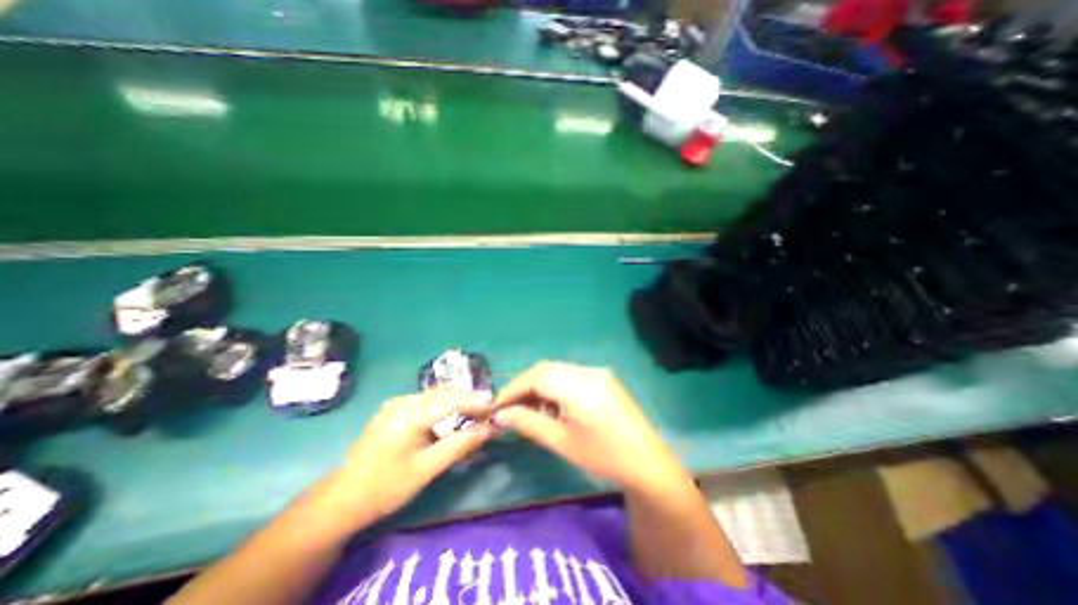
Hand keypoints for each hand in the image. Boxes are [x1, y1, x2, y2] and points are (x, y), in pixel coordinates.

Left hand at [317, 390, 490, 521]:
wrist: (340, 500)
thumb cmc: (386, 486)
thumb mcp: (427, 468)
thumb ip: (460, 444)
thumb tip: (489, 429)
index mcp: (411, 412)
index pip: (453, 400)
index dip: (476, 403)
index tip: (495, 409)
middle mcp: (404, 400)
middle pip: (444, 394)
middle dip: (467, 402)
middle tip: (486, 415)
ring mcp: (396, 403)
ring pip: (435, 397)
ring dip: (454, 404)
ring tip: (471, 418)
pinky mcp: (392, 410)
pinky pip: (424, 402)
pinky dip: (441, 409)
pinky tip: (446, 422)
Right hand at [492, 358, 685, 490]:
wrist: (646, 461)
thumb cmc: (602, 456)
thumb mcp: (561, 442)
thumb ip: (529, 423)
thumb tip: (502, 414)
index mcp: (579, 387)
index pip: (537, 376)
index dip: (514, 388)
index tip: (498, 405)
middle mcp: (588, 371)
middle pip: (546, 369)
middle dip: (525, 385)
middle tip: (511, 407)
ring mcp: (598, 372)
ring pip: (558, 370)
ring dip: (540, 385)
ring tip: (530, 408)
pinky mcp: (603, 377)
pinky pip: (571, 375)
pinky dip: (555, 385)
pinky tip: (553, 404)